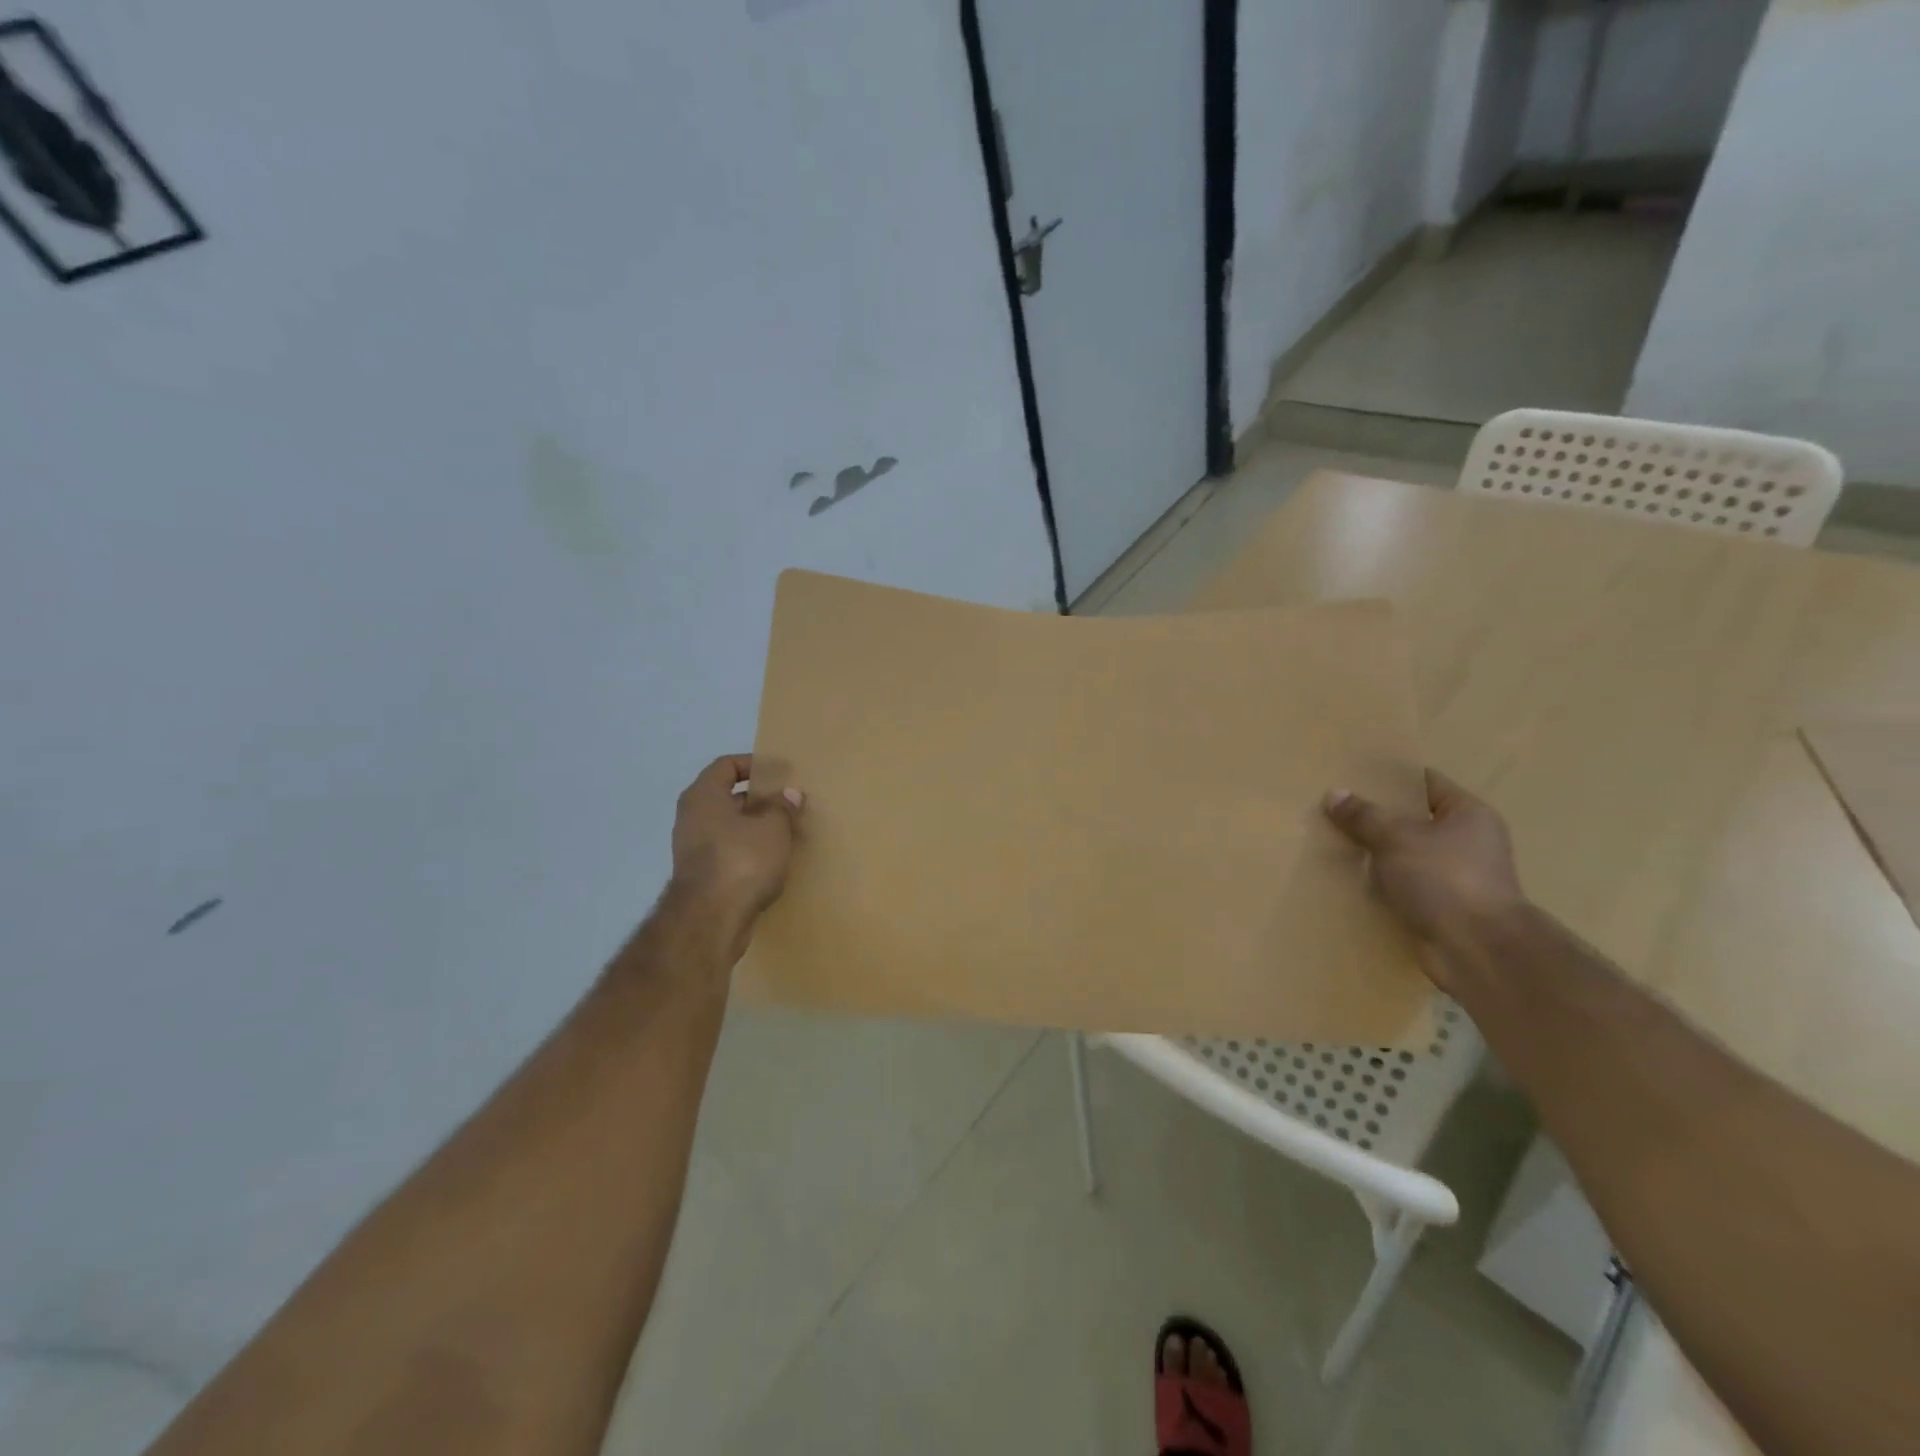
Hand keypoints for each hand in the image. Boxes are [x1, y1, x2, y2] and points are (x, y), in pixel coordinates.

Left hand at [668, 754, 803, 958]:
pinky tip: (774, 860)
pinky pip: (729, 852)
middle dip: (760, 799)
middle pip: (728, 797)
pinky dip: (749, 851)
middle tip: (789, 804)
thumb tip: (789, 794)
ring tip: (787, 832)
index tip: (780, 773)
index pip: (726, 765)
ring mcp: (693, 849)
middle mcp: (692, 817)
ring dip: (756, 828)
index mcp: (703, 796)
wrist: (710, 920)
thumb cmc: (741, 861)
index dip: (754, 764)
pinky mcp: (701, 876)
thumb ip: (782, 807)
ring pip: (729, 827)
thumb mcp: (773, 827)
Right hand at [1322, 770, 1525, 966]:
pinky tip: (1351, 881)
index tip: (1355, 776)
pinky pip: (1405, 888)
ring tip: (1335, 844)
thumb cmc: (1444, 878)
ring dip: (1377, 855)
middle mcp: (1469, 843)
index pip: (1427, 783)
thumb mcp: (1395, 838)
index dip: (1392, 779)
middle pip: (1415, 821)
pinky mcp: (1443, 909)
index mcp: (1469, 814)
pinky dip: (1383, 886)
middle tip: (1336, 809)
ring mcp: (1458, 878)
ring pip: (1407, 857)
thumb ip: (1363, 816)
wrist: (1477, 950)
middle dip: (1378, 818)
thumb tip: (1333, 794)